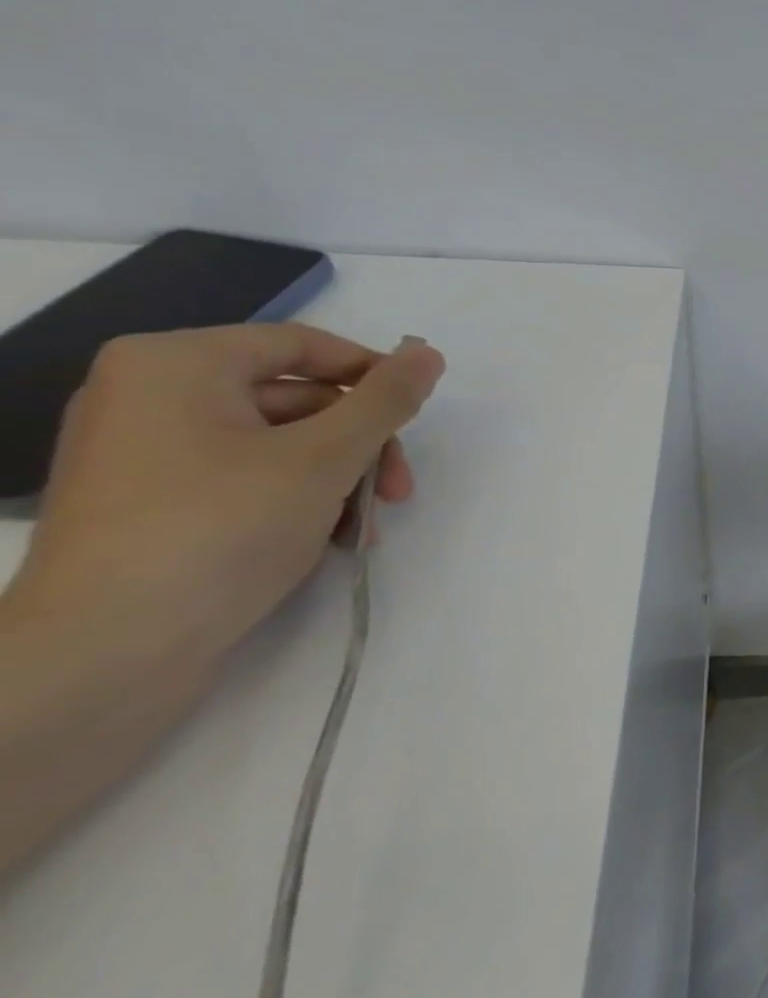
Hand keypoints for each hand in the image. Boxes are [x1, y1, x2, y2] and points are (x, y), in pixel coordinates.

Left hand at [4, 325, 444, 664]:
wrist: (108, 653)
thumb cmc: (222, 528)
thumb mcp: (327, 456)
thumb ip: (386, 399)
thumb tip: (429, 353)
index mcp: (175, 365)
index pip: (303, 345)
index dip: (373, 374)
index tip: (419, 414)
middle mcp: (149, 397)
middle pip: (297, 399)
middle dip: (361, 445)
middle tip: (396, 490)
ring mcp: (145, 455)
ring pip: (281, 445)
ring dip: (340, 479)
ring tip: (365, 527)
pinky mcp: (151, 505)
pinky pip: (247, 479)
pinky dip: (299, 501)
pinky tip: (331, 539)